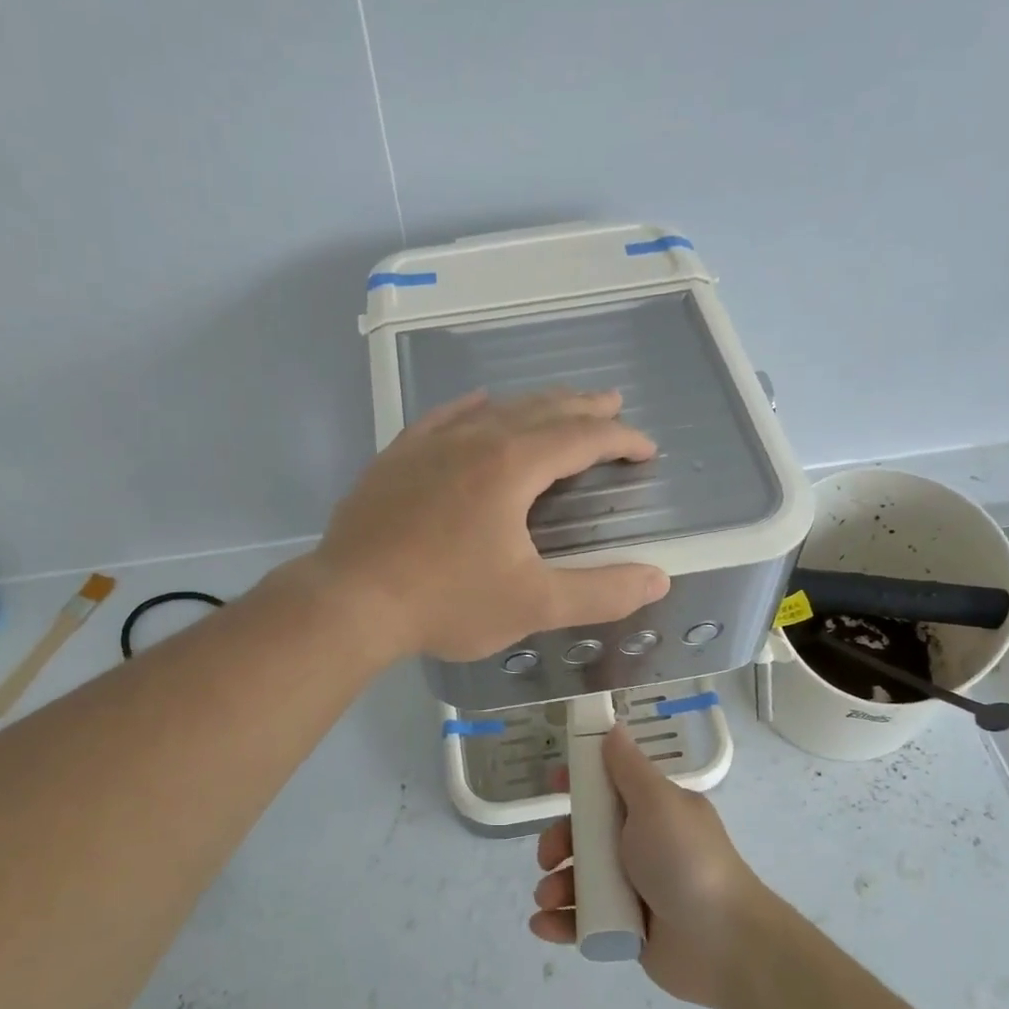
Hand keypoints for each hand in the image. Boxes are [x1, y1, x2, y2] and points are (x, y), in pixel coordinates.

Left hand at [311, 389, 671, 661]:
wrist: (350, 600)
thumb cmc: (446, 602)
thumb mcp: (533, 605)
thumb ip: (600, 591)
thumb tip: (658, 577)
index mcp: (513, 466)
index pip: (582, 437)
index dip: (621, 438)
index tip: (646, 449)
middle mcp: (475, 439)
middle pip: (542, 410)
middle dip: (584, 407)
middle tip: (613, 404)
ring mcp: (430, 444)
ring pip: (495, 409)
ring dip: (535, 405)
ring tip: (558, 405)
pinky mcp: (397, 458)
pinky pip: (444, 417)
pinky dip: (473, 408)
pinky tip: (479, 404)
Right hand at [530, 726, 772, 1008]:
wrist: (723, 943)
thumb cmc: (686, 861)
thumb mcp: (657, 803)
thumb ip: (628, 768)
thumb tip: (613, 728)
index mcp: (653, 811)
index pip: (608, 786)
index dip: (578, 783)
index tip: (552, 784)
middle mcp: (641, 845)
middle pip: (584, 835)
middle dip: (557, 843)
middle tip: (549, 858)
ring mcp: (633, 889)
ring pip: (580, 879)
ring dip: (555, 886)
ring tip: (549, 899)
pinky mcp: (626, 928)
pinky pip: (584, 921)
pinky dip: (561, 922)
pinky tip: (545, 925)